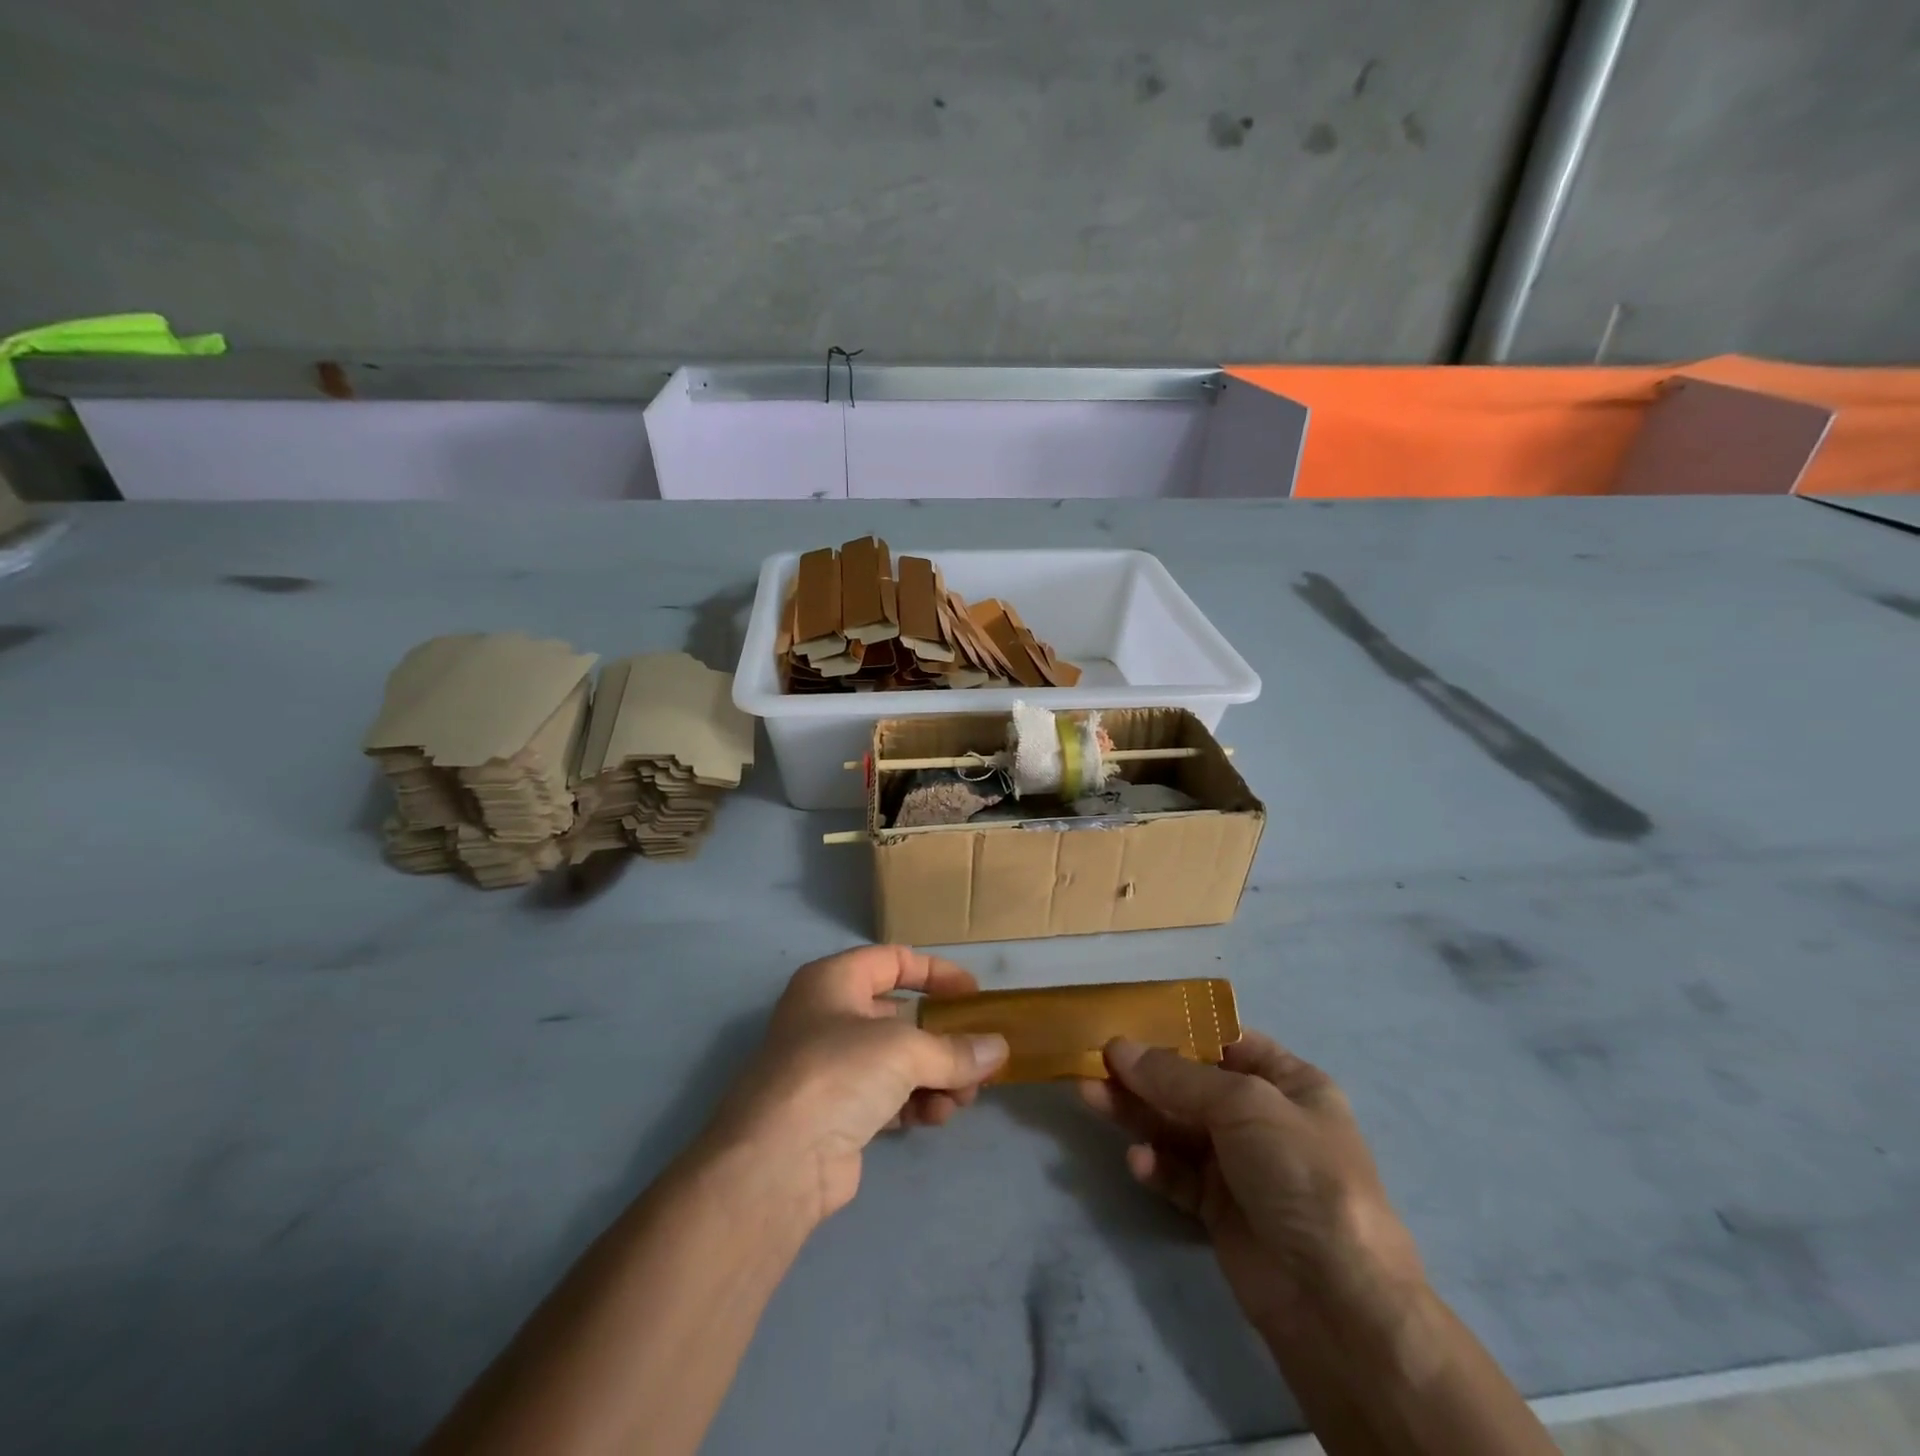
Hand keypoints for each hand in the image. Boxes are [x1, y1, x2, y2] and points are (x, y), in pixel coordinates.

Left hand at [700, 946, 1008, 1226]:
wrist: (776, 1162)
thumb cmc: (838, 1073)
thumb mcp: (904, 1050)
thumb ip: (955, 1049)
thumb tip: (999, 1050)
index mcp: (834, 981)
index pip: (893, 960)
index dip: (936, 973)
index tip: (974, 996)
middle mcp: (828, 1016)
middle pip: (900, 1016)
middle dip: (943, 1038)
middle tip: (980, 1058)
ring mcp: (829, 1067)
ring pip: (897, 1061)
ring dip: (936, 1076)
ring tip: (964, 1099)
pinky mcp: (836, 1113)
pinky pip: (887, 1096)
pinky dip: (916, 1103)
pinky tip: (937, 1118)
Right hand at [1080, 1033, 1424, 1343]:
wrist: (1337, 1301)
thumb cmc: (1301, 1173)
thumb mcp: (1244, 1105)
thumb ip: (1176, 1077)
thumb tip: (1118, 1047)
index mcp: (1289, 1083)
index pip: (1228, 1041)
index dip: (1181, 1029)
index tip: (1130, 1020)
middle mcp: (1263, 1118)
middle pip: (1192, 1085)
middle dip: (1145, 1072)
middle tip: (1094, 1061)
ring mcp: (1242, 1166)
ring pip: (1177, 1127)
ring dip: (1136, 1112)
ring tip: (1089, 1095)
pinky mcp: (1220, 1209)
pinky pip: (1178, 1174)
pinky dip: (1156, 1165)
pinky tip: (1138, 1162)